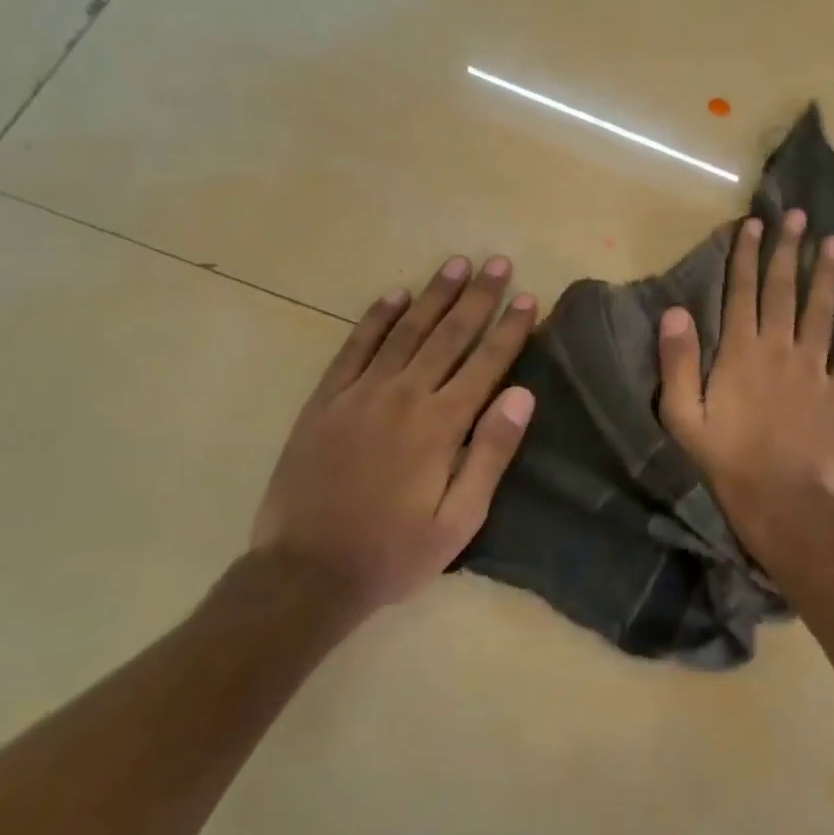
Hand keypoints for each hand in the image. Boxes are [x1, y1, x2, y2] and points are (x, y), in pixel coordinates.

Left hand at [249, 254, 536, 616]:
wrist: (306, 572)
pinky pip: (354, 347)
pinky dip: (376, 318)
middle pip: (449, 336)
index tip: (527, 297)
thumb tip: (522, 396)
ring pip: (405, 331)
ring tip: (456, 264)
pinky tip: (393, 295)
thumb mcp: (459, 519)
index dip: (510, 329)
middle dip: (478, 297)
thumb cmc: (394, 552)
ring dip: (433, 295)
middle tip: (497, 262)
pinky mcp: (326, 400)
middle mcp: (404, 396)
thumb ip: (490, 453)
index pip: (486, 364)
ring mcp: (360, 394)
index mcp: (441, 425)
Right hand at [656, 209, 833, 564]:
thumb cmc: (724, 460)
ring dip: (827, 276)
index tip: (754, 223)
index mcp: (740, 353)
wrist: (780, 500)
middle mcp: (779, 349)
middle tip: (799, 216)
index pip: (742, 293)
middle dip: (789, 251)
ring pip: (821, 312)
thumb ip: (678, 362)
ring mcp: (814, 370)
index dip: (746, 256)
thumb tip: (675, 311)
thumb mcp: (683, 416)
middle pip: (783, 291)